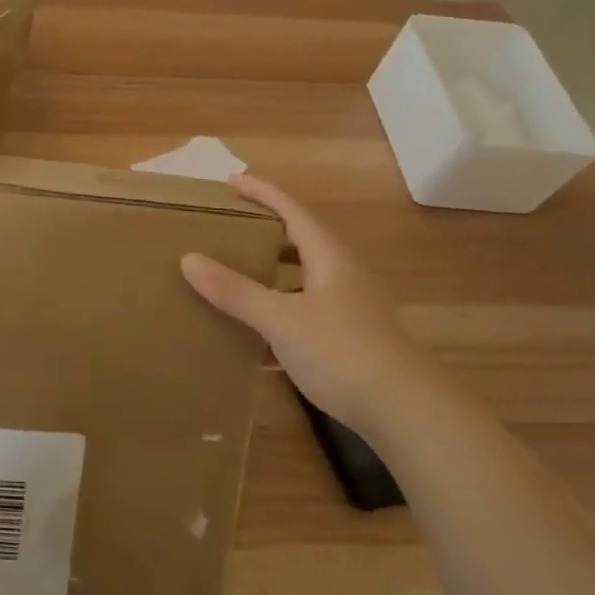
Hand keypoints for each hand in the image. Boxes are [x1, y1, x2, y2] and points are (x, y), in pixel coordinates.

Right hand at [181, 174, 446, 437]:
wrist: (405, 414)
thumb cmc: (343, 352)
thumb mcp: (281, 319)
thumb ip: (236, 291)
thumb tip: (189, 259)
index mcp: (330, 258)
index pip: (293, 211)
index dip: (263, 193)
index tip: (231, 181)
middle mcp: (343, 275)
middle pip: (302, 239)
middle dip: (267, 228)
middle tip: (229, 224)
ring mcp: (349, 308)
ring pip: (305, 275)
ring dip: (273, 268)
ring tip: (238, 268)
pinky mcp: (349, 338)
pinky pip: (305, 306)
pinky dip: (280, 304)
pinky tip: (258, 324)